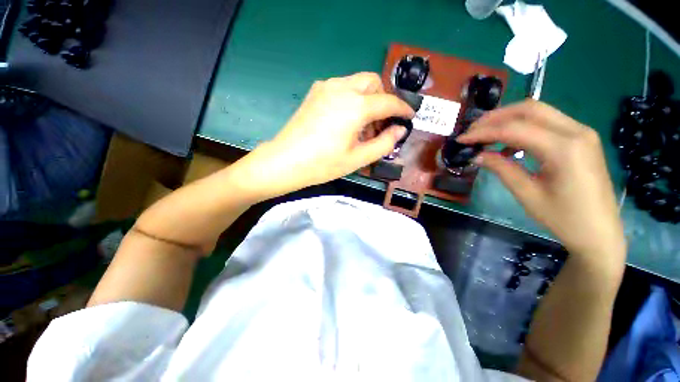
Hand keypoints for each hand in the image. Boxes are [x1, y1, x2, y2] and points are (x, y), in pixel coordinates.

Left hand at [235, 72, 413, 198]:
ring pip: (357, 83)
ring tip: (362, 128)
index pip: (388, 102)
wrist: (286, 161)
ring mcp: (326, 87)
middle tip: (380, 125)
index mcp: (355, 106)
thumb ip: (384, 143)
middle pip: (373, 83)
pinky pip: (342, 88)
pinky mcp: (315, 92)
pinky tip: (346, 121)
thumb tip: (400, 130)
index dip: (402, 109)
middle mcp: (342, 88)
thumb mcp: (358, 158)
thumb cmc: (323, 164)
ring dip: (367, 100)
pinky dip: (352, 99)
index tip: (409, 116)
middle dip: (382, 100)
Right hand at [458, 100, 625, 261]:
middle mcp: (576, 131)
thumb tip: (477, 155)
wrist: (600, 232)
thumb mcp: (527, 194)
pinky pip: (547, 123)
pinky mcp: (580, 138)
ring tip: (485, 134)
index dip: (483, 132)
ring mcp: (581, 132)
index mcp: (564, 148)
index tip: (462, 139)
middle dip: (495, 117)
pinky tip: (508, 144)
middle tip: (472, 131)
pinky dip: (522, 127)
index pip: (514, 129)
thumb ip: (501, 168)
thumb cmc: (564, 219)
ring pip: (538, 112)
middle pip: (528, 109)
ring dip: (508, 119)